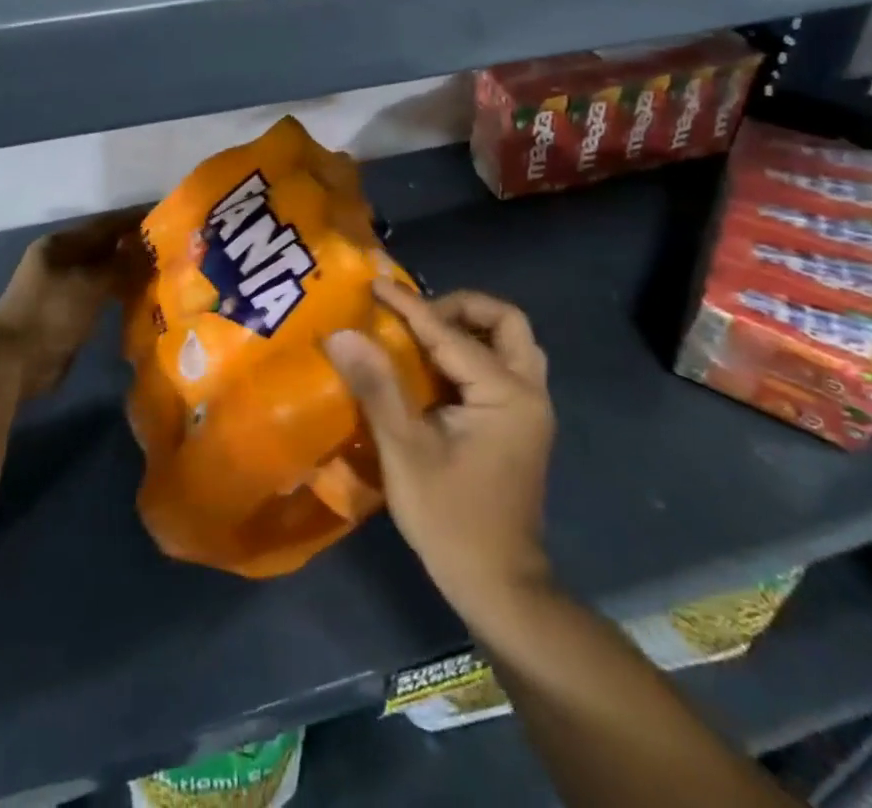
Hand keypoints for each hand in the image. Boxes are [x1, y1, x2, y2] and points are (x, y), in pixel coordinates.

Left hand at [0, 208, 150, 397]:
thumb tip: (150, 250)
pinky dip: (121, 293)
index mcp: (61, 244)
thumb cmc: (50, 312)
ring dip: (130, 271)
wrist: (14, 362)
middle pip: (105, 247)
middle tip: (172, 247)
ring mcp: (64, 287)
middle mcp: (62, 260)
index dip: (134, 219)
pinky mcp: (69, 313)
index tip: (166, 215)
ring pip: (105, 272)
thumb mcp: (89, 284)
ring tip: (164, 271)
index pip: (105, 224)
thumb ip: (122, 265)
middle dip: (135, 246)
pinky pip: (101, 295)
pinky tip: (144, 297)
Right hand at [323, 281, 555, 638]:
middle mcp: (528, 392)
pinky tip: (435, 368)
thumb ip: (376, 386)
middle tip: (415, 317)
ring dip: (470, 328)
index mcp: (506, 394)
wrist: (499, 586)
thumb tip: (342, 333)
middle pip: (505, 322)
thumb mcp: (405, 451)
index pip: (450, 333)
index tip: (375, 284)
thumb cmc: (451, 519)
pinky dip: (472, 352)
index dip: (409, 305)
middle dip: (459, 308)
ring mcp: (529, 409)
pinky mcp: (520, 424)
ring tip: (423, 336)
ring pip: (510, 343)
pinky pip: (502, 365)